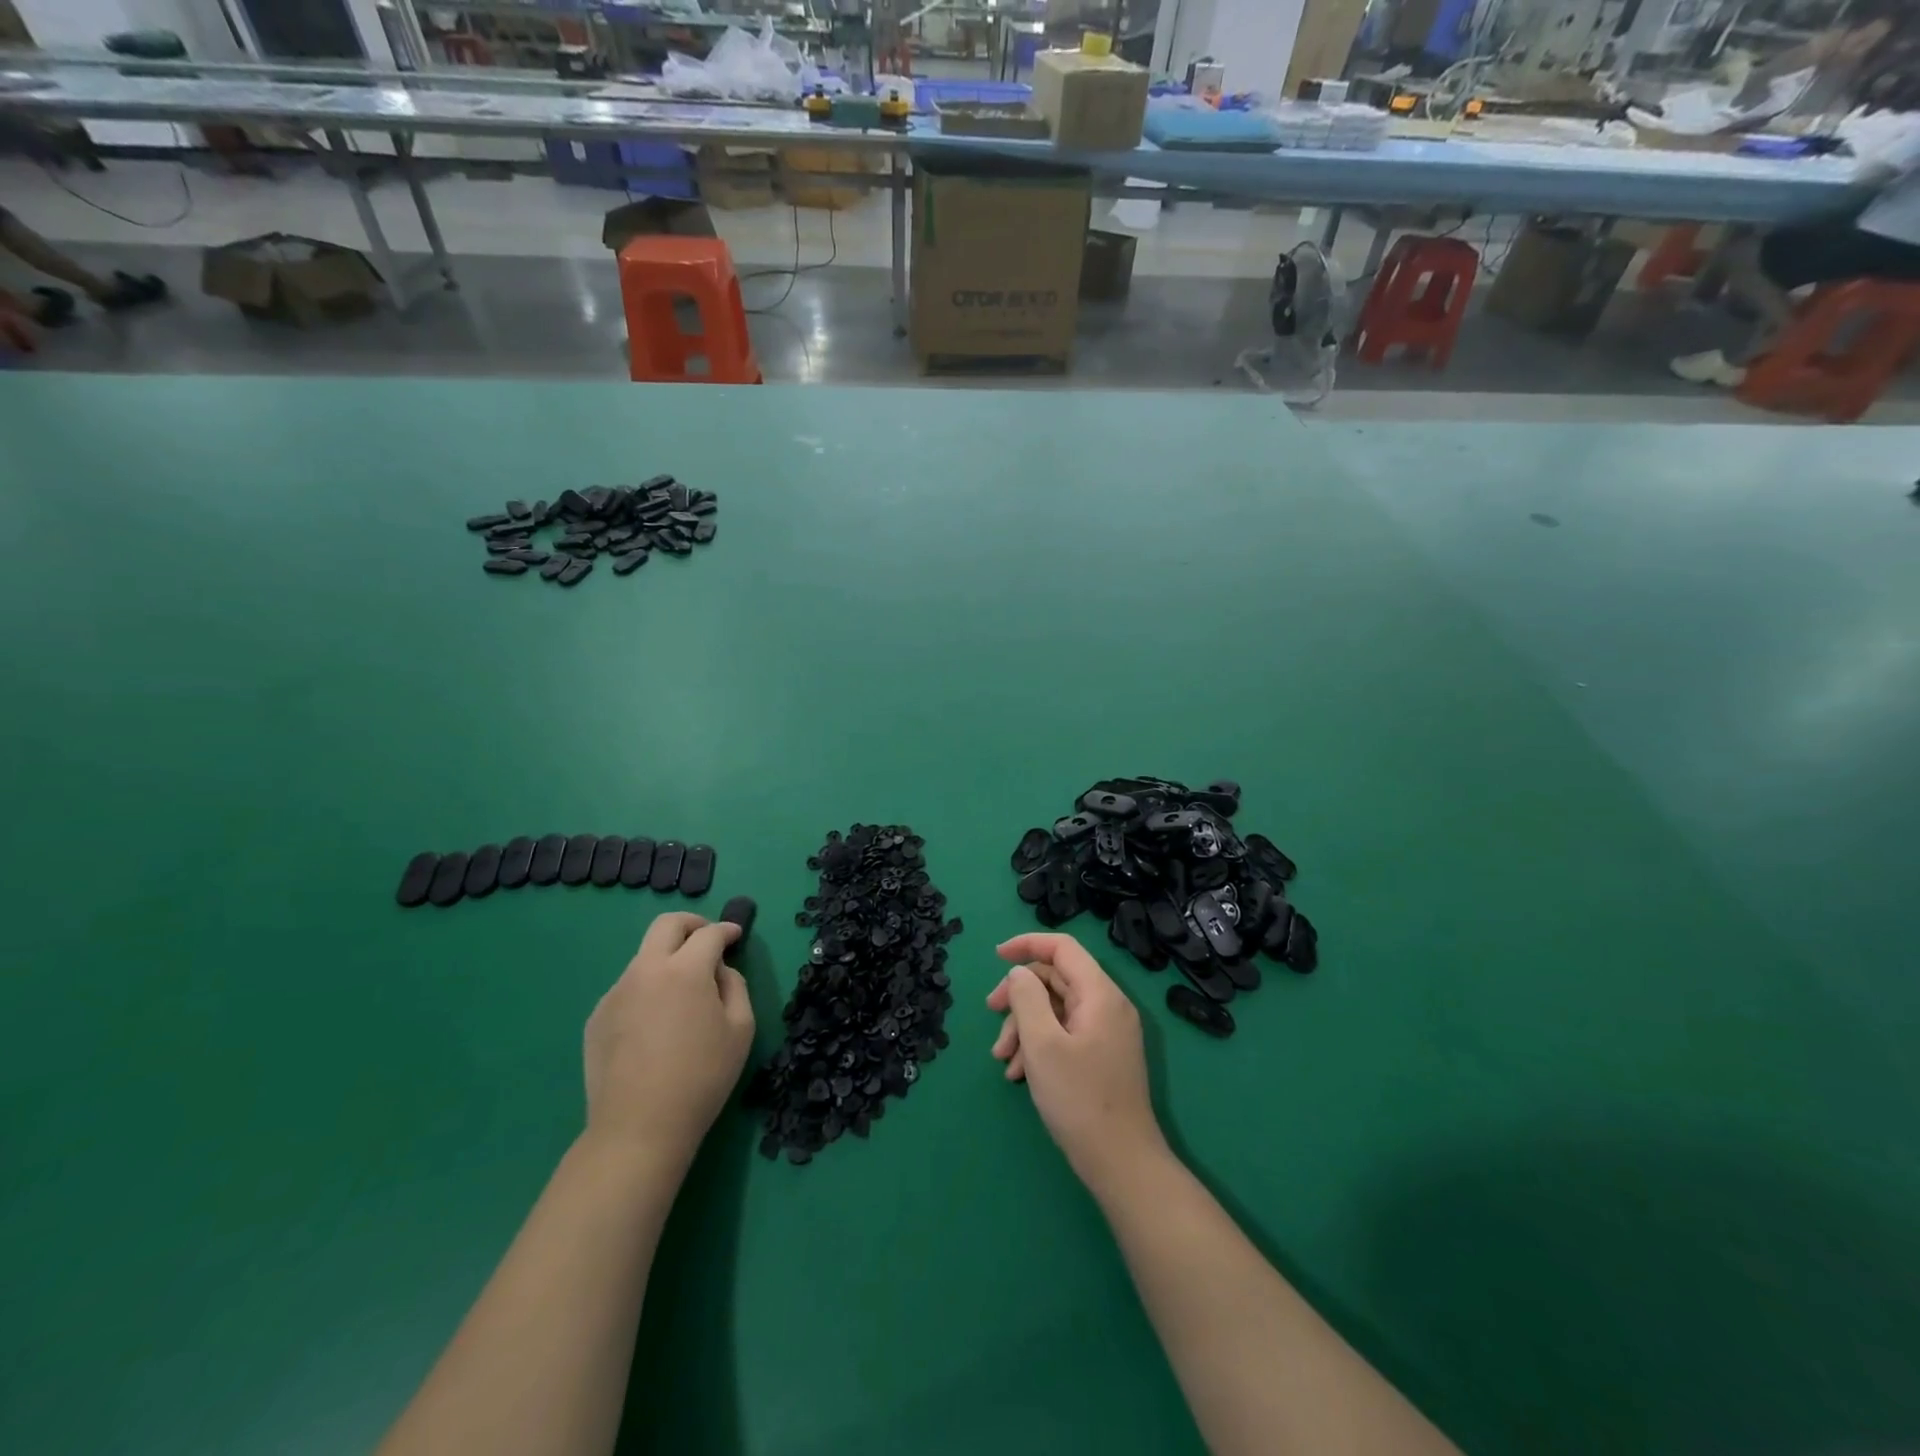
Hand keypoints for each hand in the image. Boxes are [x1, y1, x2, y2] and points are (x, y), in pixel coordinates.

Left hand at [584, 912, 753, 1165]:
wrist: (638, 1128)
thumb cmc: (702, 1077)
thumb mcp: (740, 1029)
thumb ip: (735, 986)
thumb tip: (719, 971)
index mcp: (685, 970)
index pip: (709, 934)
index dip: (726, 930)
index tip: (736, 935)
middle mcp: (646, 970)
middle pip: (666, 925)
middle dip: (692, 924)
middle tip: (707, 940)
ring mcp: (616, 992)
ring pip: (645, 958)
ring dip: (668, 961)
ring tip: (683, 995)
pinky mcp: (597, 1017)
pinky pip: (629, 989)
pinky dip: (648, 990)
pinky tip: (656, 1025)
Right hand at [988, 933, 1166, 1193]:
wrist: (1121, 1162)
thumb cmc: (1079, 1099)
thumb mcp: (1042, 1044)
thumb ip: (1027, 998)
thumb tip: (1019, 972)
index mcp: (1100, 994)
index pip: (1063, 948)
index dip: (1028, 944)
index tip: (996, 956)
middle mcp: (1107, 1006)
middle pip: (1056, 979)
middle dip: (1020, 995)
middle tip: (991, 1012)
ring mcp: (1107, 1032)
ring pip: (1056, 1009)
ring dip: (1024, 1026)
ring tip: (1002, 1059)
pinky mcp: (1102, 1056)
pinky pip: (1064, 1033)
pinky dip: (1039, 1045)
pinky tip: (1018, 1074)